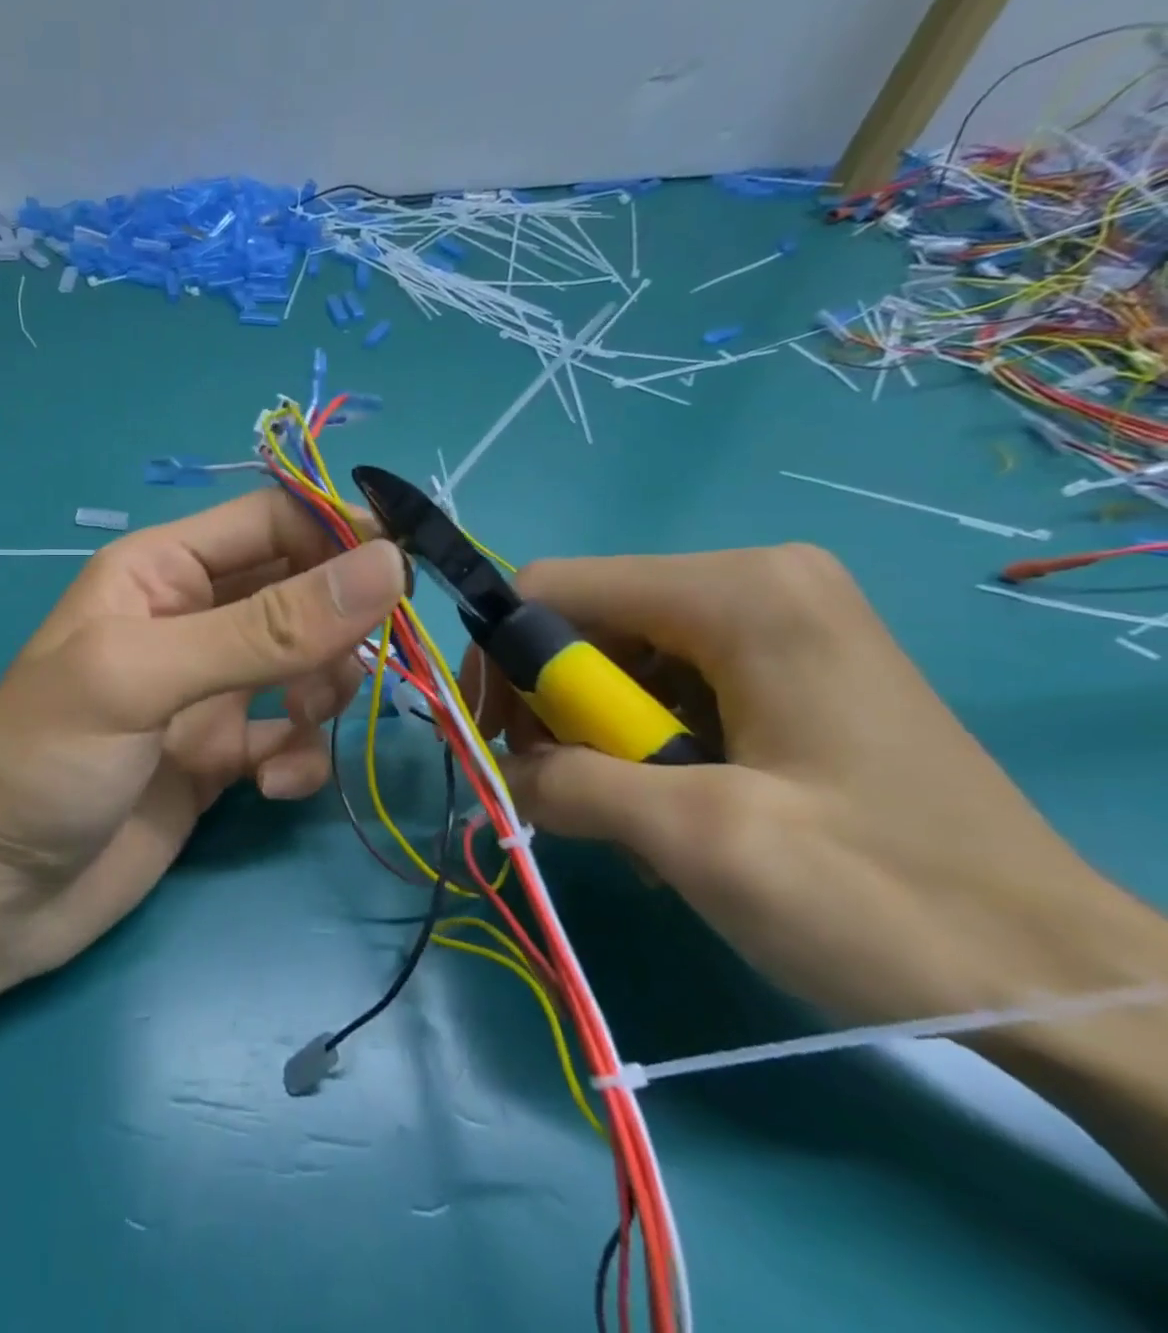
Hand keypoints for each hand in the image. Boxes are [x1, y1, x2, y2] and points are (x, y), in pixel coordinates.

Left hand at [0, 490, 404, 983]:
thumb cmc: (44, 761)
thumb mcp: (143, 677)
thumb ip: (265, 627)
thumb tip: (386, 566)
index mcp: (162, 571)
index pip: (273, 521)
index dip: (340, 533)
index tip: (408, 569)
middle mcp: (192, 621)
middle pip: (302, 592)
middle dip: (342, 623)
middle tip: (369, 662)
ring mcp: (209, 695)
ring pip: (308, 667)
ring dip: (325, 692)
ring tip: (304, 726)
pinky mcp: (221, 761)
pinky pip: (291, 741)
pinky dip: (299, 759)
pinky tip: (271, 788)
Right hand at [461, 544, 1163, 1027]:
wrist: (1062, 978)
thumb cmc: (884, 897)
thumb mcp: (700, 840)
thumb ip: (571, 784)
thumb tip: (497, 769)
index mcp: (738, 591)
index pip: (553, 587)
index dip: (502, 659)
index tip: (498, 742)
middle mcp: (754, 581)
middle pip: (585, 621)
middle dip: (555, 707)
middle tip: (567, 791)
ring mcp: (776, 621)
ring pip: (618, 657)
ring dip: (598, 737)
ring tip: (635, 817)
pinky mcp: (785, 665)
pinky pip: (665, 682)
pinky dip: (642, 744)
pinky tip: (674, 804)